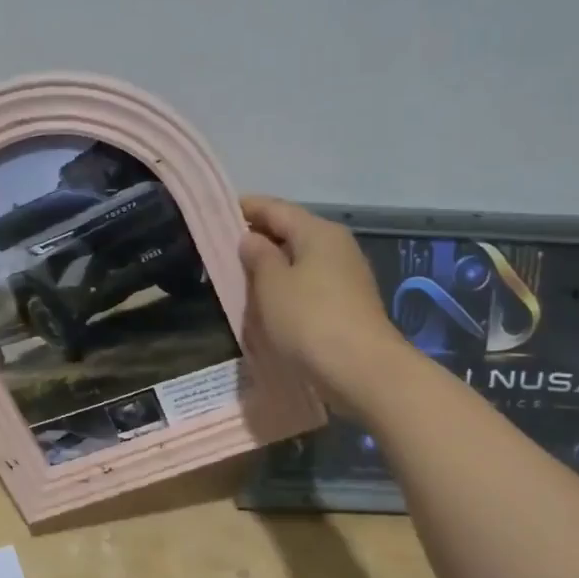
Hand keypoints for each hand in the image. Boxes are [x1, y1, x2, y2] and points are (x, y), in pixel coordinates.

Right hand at [239, 196, 400, 414]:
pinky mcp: (347, 304)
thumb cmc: (309, 319)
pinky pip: (309, 284)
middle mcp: (336, 246)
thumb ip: (258, 256)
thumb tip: (251, 238)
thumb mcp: (272, 284)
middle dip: (258, 237)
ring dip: (273, 265)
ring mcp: (346, 275)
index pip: (275, 208)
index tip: (217, 213)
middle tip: (224, 248)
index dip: (245, 208)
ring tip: (241, 276)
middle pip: (291, 231)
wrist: (361, 369)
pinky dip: (287, 286)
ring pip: (301, 260)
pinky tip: (269, 301)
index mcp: (317, 231)